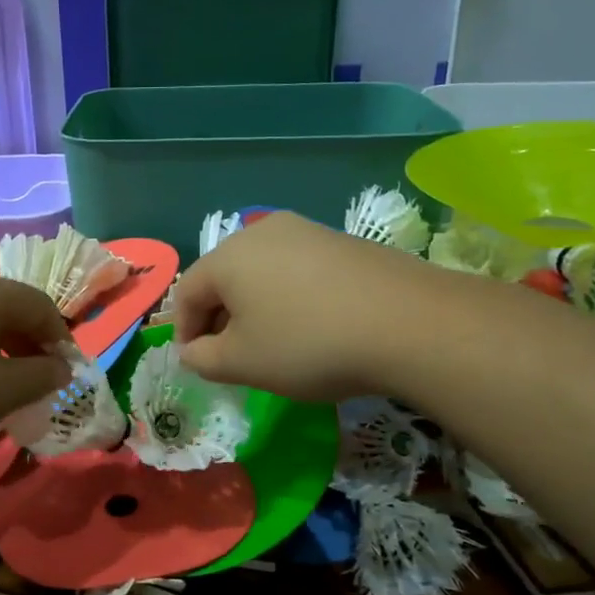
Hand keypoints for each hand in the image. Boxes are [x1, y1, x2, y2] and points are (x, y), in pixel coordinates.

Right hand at [172, 212, 426, 401]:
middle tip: (233, 356)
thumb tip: (193, 351)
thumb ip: (203, 359)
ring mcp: (307, 231)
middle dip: (221, 317)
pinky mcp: (342, 241)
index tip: (199, 363)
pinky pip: (298, 269)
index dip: (185, 330)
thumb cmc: (308, 344)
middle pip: (224, 277)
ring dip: (256, 307)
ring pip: (262, 272)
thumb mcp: (244, 363)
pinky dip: (291, 297)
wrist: (409, 322)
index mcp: (228, 256)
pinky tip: (313, 325)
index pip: (187, 292)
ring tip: (275, 342)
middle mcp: (261, 232)